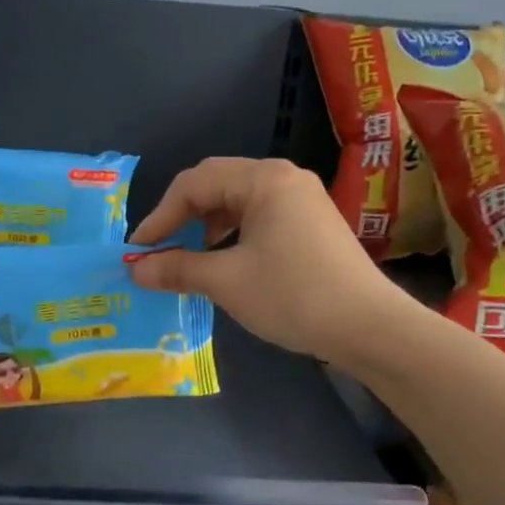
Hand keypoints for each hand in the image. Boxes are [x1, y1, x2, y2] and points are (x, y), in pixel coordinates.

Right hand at [128, 157, 408, 365]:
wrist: (369, 327)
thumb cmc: (293, 295)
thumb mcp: (227, 281)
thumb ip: (177, 269)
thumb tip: (135, 269)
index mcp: (263, 179)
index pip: (194, 184)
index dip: (160, 216)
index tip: (138, 251)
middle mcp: (284, 178)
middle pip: (216, 184)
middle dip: (182, 217)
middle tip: (159, 250)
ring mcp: (302, 199)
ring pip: (238, 201)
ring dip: (206, 226)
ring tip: (189, 258)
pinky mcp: (312, 222)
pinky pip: (260, 216)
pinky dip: (233, 234)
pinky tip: (225, 261)